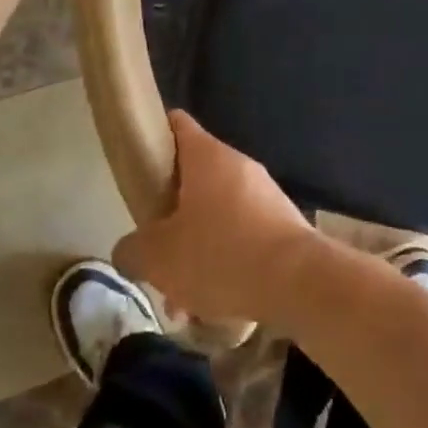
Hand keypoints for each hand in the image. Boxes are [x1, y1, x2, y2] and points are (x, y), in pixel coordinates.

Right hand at [114, 112, 323, 324]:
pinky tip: (215, 303)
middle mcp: (239, 164)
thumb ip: (133, 249)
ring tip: (183, 298)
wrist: (298, 280)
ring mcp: (265, 192)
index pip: (176, 124)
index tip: (137, 163)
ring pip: (217, 213)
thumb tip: (128, 249)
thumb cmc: (220, 254)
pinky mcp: (282, 222)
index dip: (154, 135)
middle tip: (154, 250)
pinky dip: (225, 261)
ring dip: (197, 247)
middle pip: (194, 177)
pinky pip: (243, 235)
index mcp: (207, 156)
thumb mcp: (158, 258)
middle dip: (171, 214)